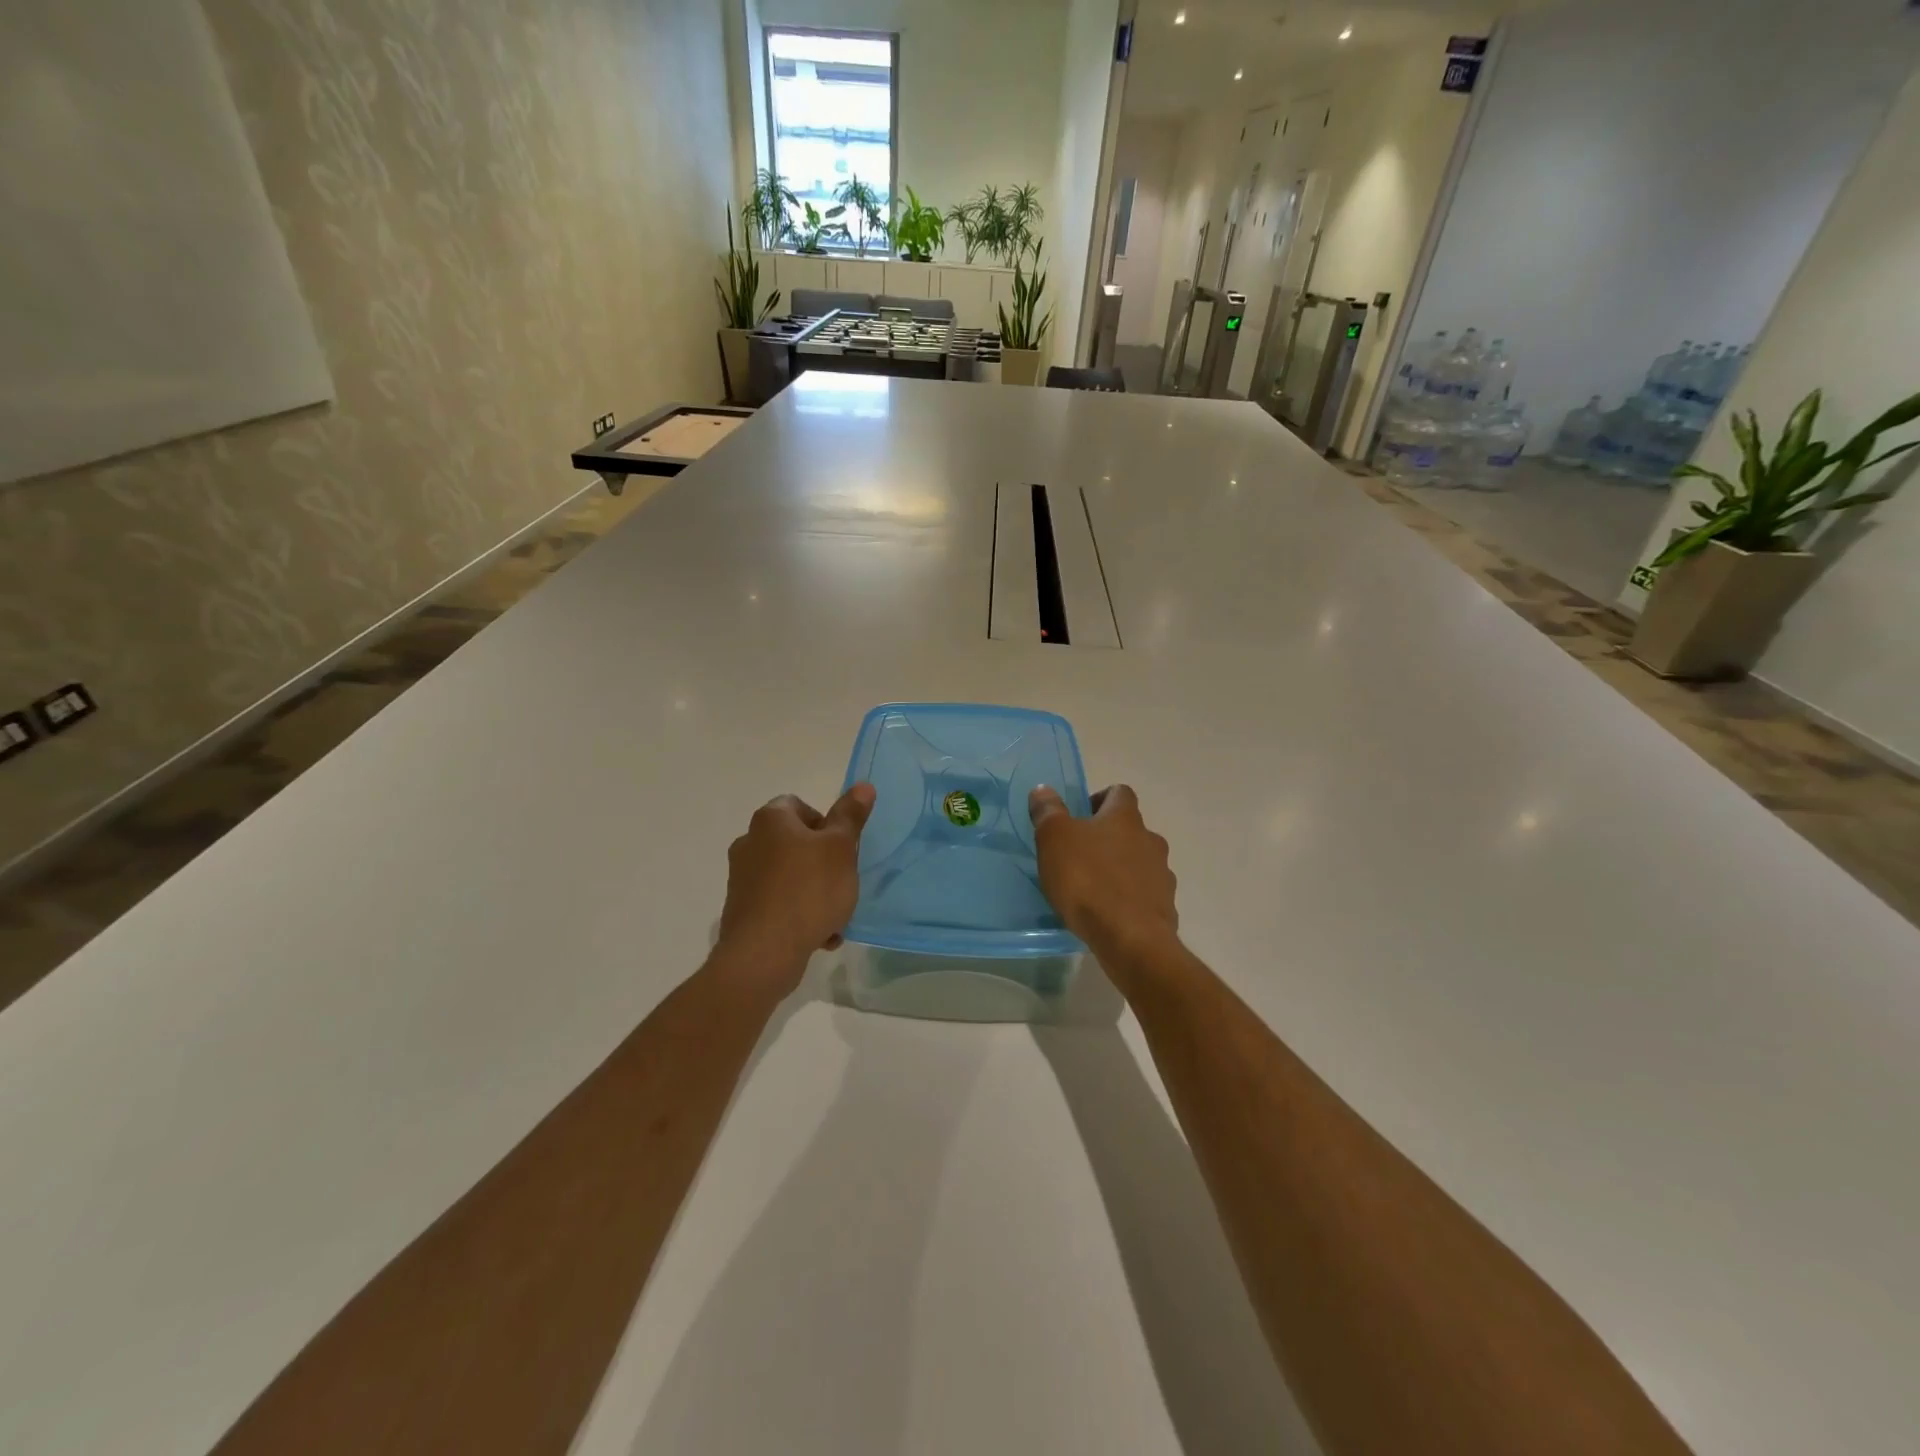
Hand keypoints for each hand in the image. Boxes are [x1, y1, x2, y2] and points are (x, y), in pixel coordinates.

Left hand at [712, 783, 875, 996]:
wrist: (764, 953)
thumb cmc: (808, 890)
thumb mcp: (841, 849)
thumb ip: (850, 817)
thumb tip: (863, 785)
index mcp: (770, 820)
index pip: (798, 805)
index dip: (825, 823)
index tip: (841, 847)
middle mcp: (748, 843)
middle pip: (795, 843)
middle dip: (822, 862)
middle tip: (843, 881)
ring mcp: (741, 879)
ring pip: (789, 877)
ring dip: (814, 893)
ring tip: (835, 917)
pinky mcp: (741, 911)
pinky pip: (778, 904)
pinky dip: (798, 915)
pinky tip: (818, 936)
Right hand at [1028, 784, 1177, 957]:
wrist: (1130, 938)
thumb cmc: (1088, 879)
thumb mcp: (1054, 839)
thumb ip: (1048, 811)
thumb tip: (1043, 789)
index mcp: (1125, 818)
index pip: (1120, 793)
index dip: (1101, 799)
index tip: (1081, 816)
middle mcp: (1150, 840)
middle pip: (1131, 829)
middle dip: (1108, 838)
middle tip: (1081, 855)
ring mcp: (1162, 874)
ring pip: (1140, 862)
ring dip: (1121, 868)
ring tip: (1094, 888)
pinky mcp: (1164, 907)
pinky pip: (1145, 894)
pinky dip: (1129, 898)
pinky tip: (1109, 913)